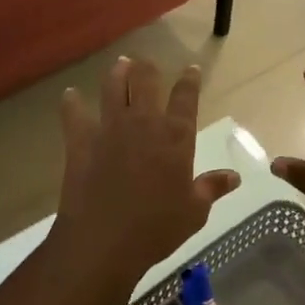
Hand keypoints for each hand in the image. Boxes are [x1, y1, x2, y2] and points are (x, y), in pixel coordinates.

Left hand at [53, 58, 240, 288]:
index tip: (191, 69)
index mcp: (175, 136)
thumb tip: (234, 176)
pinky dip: (71, 103)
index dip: (190, 79)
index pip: (186, 96)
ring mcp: (110, 128)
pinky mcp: (81, 140)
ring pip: (113, 87)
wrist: (103, 240)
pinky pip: (74, 114)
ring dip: (117, 73)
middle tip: (148, 64)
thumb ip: (212, 188)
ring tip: (121, 64)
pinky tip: (70, 96)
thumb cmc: (156, 228)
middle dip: (148, 68)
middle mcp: (144, 122)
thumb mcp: (194, 212)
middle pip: (146, 80)